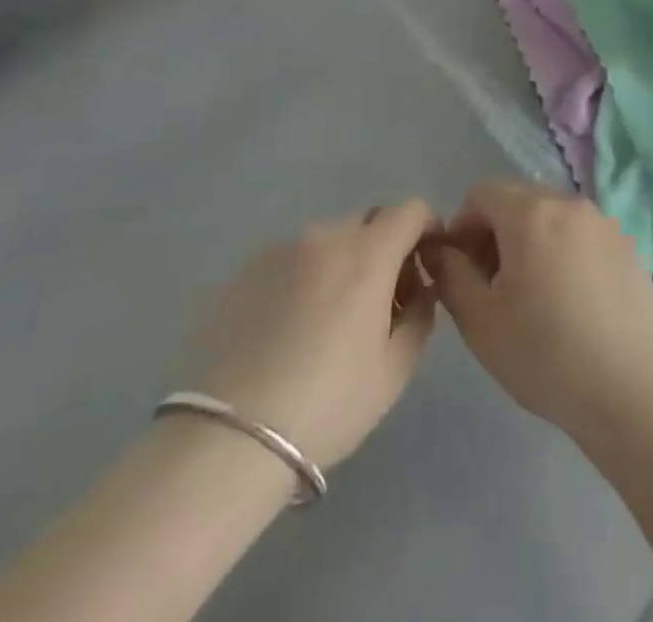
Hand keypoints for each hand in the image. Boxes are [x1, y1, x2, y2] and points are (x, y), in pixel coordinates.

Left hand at [190, 201, 439, 473]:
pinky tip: (287, 328)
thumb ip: (421, 315)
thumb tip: (421, 288)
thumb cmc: (327, 405)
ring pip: (327, 240)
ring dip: (341, 263)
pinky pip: (289, 260)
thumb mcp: (395, 370)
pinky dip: (302, 278)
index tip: (423, 266)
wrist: (227, 442)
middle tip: (378, 300)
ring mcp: (279, 249)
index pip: (411, 210)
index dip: (426, 229)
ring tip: (326, 319)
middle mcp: (325, 236)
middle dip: (384, 248)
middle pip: (369, 222)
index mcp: (368, 254)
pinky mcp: (243, 271)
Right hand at [429, 181, 652, 446]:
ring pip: (553, 215)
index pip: (482, 193)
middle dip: (496, 230)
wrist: (627, 389)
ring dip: (531, 238)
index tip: (462, 269)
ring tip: (532, 292)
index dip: (462, 226)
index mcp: (531, 212)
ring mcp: (604, 222)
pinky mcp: (627, 244)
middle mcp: (569, 203)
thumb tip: (440, 250)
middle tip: (492, 283)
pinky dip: (565, 249)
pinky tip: (570, 299)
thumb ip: (451, 274)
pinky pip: (582, 233)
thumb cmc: (543, 354)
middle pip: (519, 198)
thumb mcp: (479, 320)